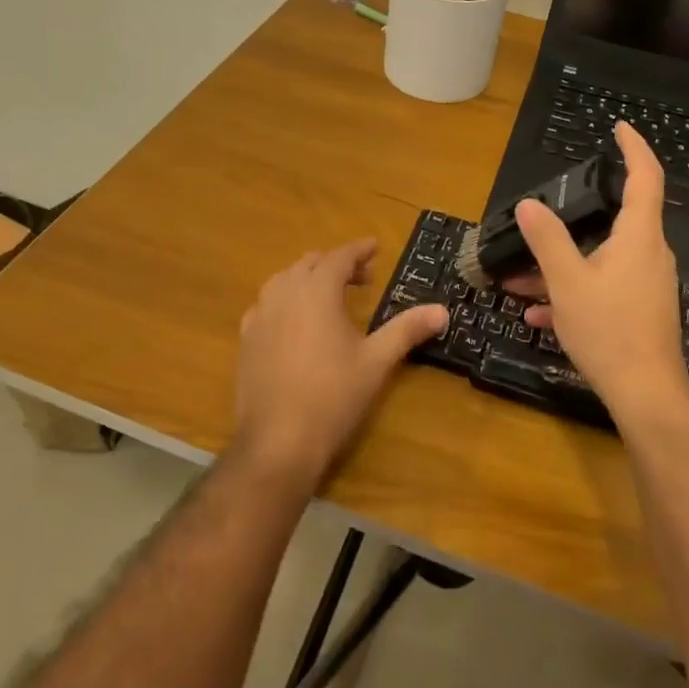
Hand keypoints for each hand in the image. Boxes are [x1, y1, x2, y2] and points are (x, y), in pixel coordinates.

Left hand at [231, 239, 447, 489]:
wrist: (278, 440)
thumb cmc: (333, 396)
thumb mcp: (376, 361)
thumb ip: (407, 330)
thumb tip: (442, 310)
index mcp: (316, 291)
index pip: (339, 256)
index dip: (359, 250)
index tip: (375, 247)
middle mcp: (284, 293)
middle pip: (310, 264)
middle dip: (336, 264)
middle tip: (361, 278)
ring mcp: (259, 315)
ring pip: (284, 280)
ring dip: (308, 279)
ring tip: (329, 296)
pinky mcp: (246, 339)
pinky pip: (266, 304)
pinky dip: (285, 300)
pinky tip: (295, 322)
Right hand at [508, 121, 688, 418]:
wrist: (645, 394)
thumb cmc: (609, 329)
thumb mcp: (567, 281)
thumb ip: (547, 240)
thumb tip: (529, 205)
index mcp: (639, 237)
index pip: (646, 177)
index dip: (634, 147)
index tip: (618, 127)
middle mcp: (650, 254)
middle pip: (616, 220)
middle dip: (574, 220)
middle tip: (542, 218)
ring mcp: (648, 284)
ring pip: (602, 259)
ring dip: (563, 264)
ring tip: (522, 280)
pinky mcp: (642, 310)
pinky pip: (605, 287)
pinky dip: (575, 292)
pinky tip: (539, 315)